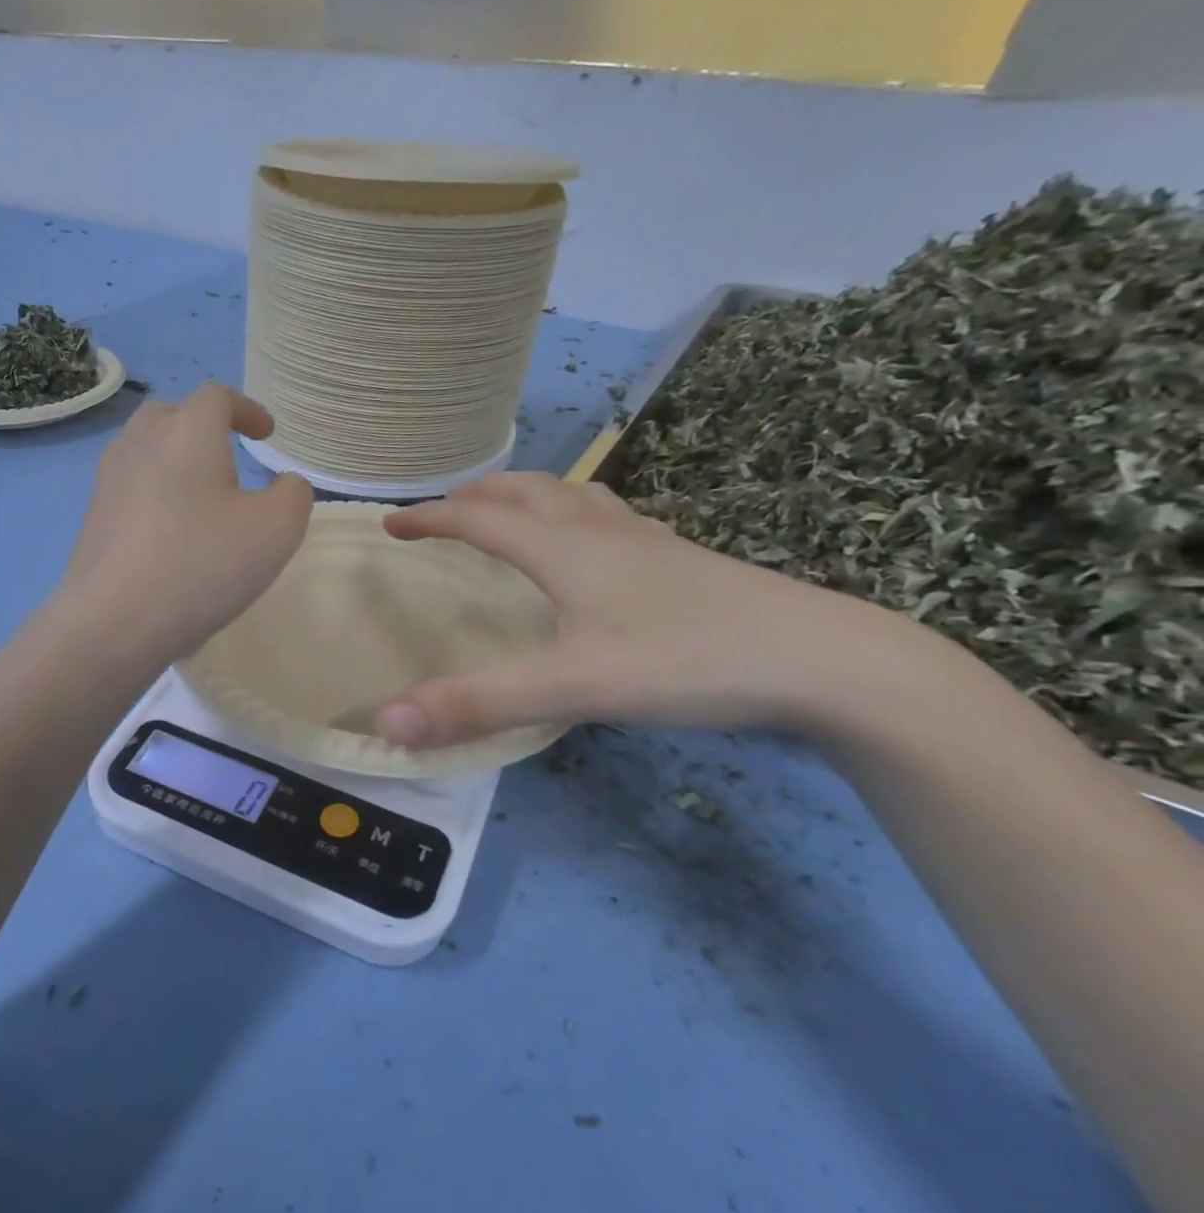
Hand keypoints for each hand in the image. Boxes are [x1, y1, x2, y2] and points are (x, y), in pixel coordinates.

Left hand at [59, 384, 312, 660]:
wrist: (114, 619)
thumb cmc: (202, 564)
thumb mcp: (277, 530)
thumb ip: (294, 495)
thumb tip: (285, 484)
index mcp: (187, 431)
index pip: (217, 396)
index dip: (246, 409)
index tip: (265, 434)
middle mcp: (141, 441)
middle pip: (173, 415)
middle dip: (204, 428)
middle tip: (228, 457)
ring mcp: (109, 479)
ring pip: (145, 450)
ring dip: (176, 460)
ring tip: (200, 496)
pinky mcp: (92, 516)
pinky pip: (130, 487)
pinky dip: (155, 493)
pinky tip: (170, 533)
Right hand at [372, 473, 904, 747]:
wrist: (826, 660)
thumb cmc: (689, 662)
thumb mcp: (573, 688)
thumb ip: (478, 704)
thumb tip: (386, 722)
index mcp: (565, 549)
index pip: (479, 519)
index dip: (430, 518)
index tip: (391, 524)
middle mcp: (601, 531)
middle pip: (525, 491)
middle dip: (475, 495)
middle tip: (443, 513)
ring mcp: (647, 542)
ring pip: (570, 497)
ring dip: (524, 496)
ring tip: (506, 515)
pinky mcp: (680, 560)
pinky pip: (608, 518)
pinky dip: (572, 515)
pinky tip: (590, 547)